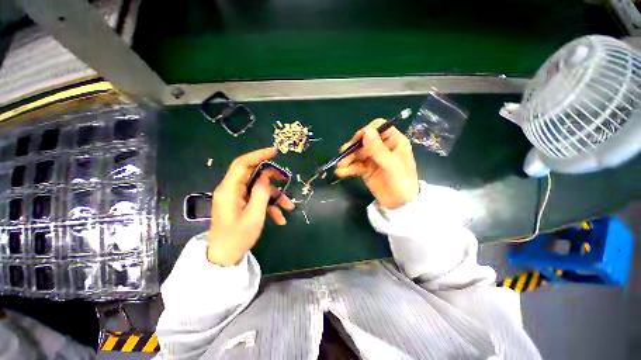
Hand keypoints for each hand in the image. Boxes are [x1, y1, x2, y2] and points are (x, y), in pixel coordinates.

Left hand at [208, 148, 294, 265]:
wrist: (225, 256)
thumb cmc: (238, 237)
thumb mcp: (255, 214)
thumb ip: (261, 192)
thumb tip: (266, 176)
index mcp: (230, 189)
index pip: (243, 164)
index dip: (258, 155)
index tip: (274, 151)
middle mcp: (232, 189)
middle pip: (254, 175)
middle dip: (272, 179)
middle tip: (286, 181)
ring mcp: (237, 197)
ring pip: (259, 189)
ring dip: (275, 197)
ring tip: (288, 209)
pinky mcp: (241, 204)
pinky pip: (258, 199)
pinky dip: (269, 206)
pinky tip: (279, 219)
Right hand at [335, 119, 419, 209]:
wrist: (399, 203)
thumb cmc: (401, 181)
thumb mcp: (391, 164)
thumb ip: (378, 149)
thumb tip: (366, 131)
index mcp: (393, 141)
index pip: (378, 128)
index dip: (367, 131)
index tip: (357, 140)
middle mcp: (381, 147)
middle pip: (364, 140)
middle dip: (353, 148)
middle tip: (344, 154)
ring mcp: (372, 158)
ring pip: (357, 153)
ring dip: (347, 159)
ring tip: (340, 166)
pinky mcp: (365, 169)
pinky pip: (355, 165)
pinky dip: (348, 168)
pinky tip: (341, 172)